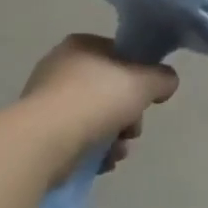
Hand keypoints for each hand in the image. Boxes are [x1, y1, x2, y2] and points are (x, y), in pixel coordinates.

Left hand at [22, 34, 177, 174]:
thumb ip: (162, 78)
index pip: (120, 54)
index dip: (139, 75)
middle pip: (110, 89)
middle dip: (129, 114)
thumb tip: (167, 82)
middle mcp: (61, 67)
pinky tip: (103, 162)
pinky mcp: (40, 133)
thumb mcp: (143, 82)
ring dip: (115, 136)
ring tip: (118, 151)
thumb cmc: (95, 100)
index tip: (147, 97)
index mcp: (82, 46)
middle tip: (132, 129)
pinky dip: (94, 150)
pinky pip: (78, 138)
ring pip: (96, 117)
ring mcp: (47, 101)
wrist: (44, 141)